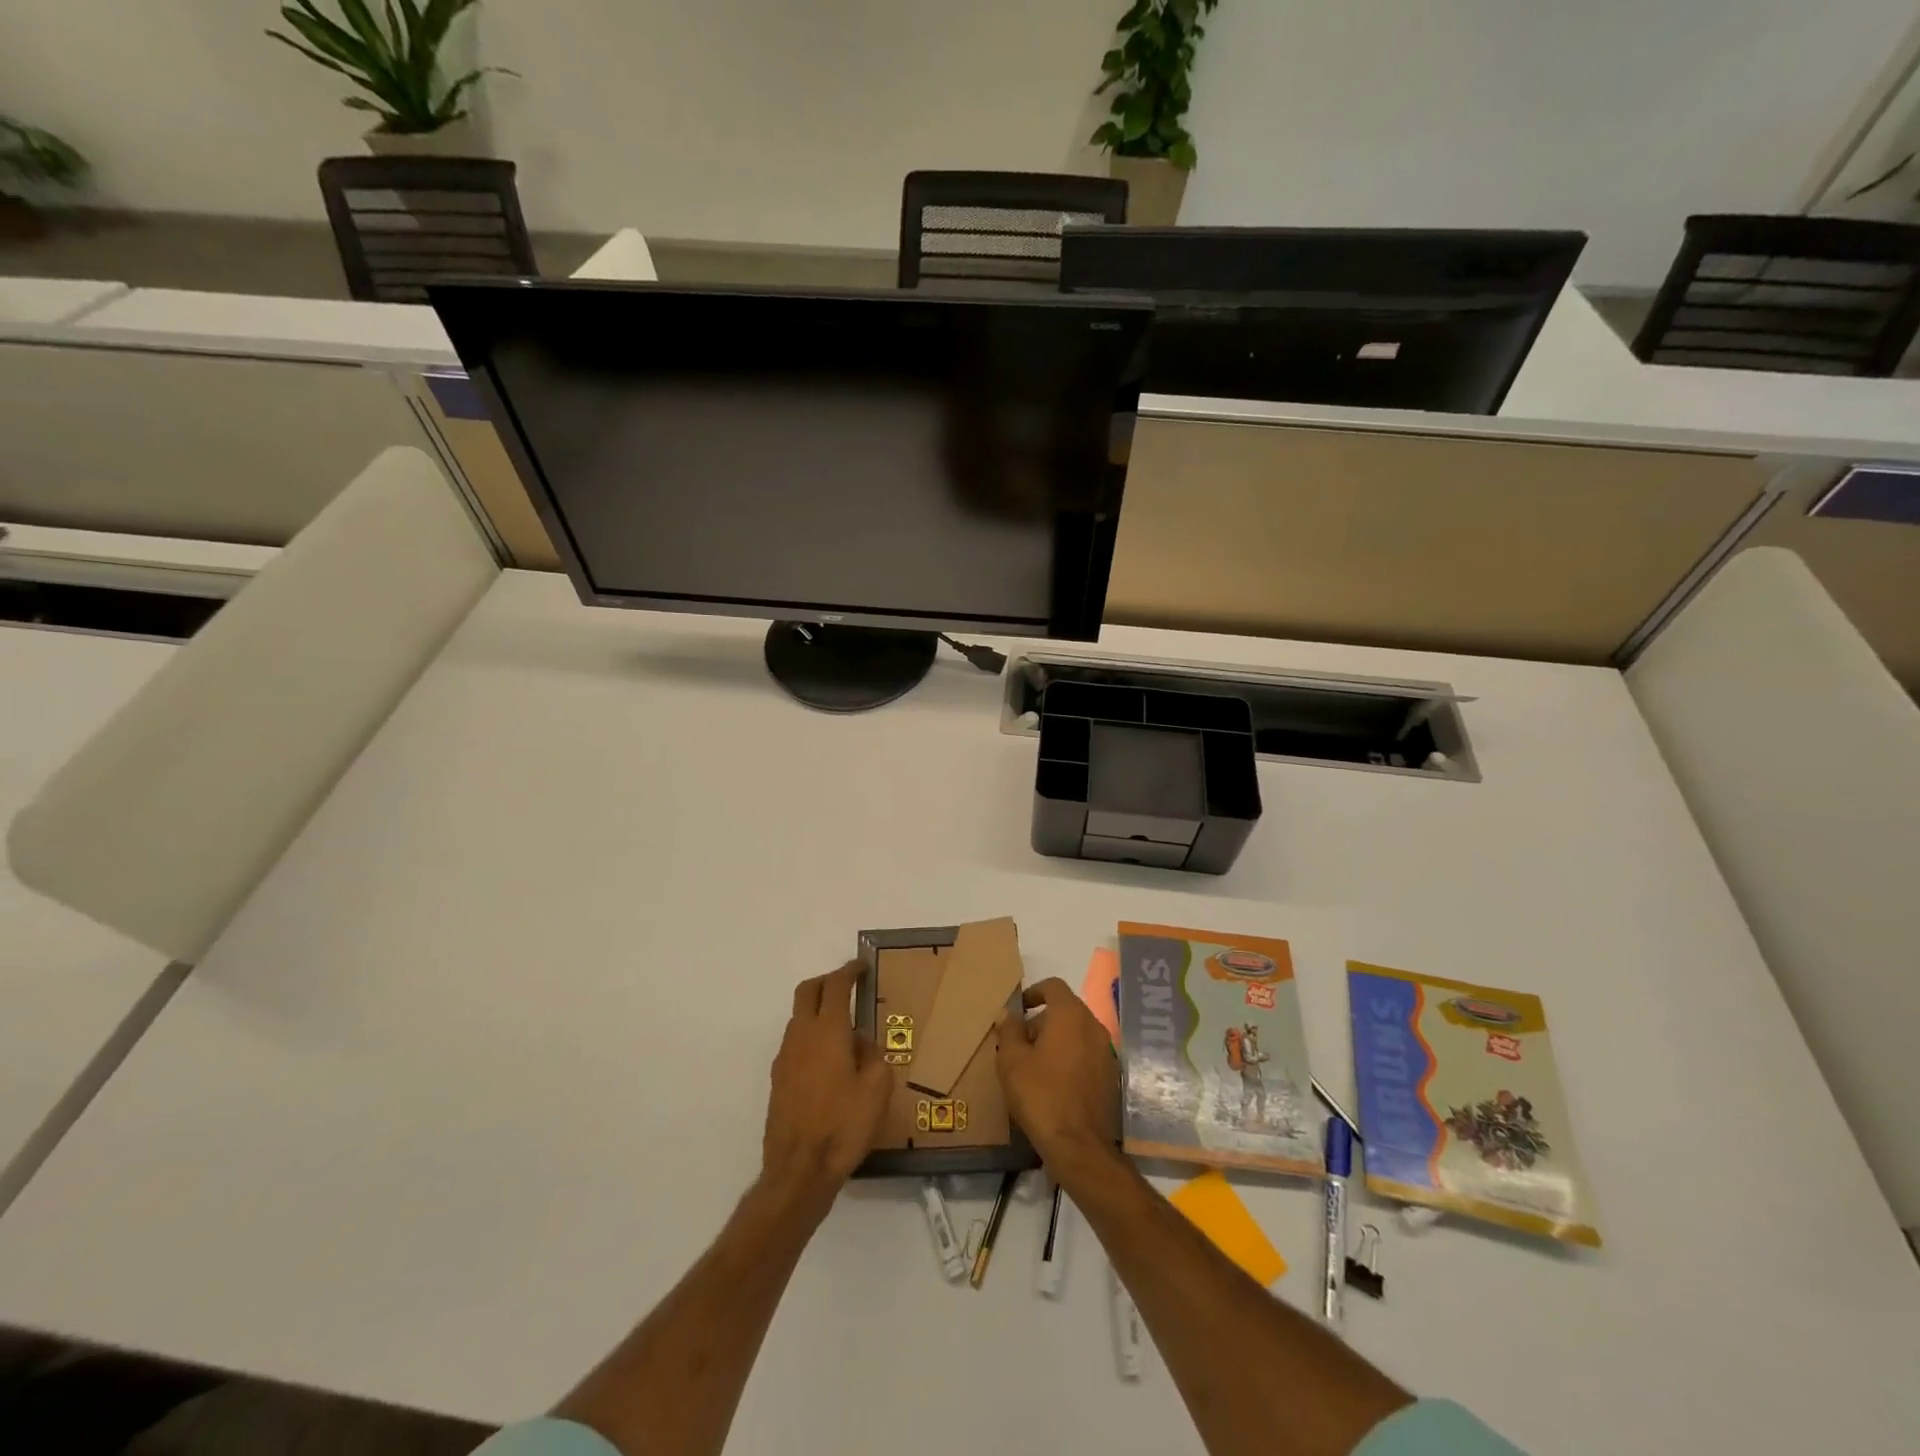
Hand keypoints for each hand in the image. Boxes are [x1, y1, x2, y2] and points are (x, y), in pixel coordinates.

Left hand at [762, 962, 891, 1202]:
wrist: (799, 1170)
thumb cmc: (844, 1125)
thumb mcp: (877, 1088)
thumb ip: (873, 1055)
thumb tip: (861, 1043)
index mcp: (828, 1031)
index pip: (835, 985)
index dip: (849, 971)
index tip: (861, 967)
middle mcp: (801, 1036)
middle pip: (808, 991)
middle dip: (827, 981)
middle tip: (847, 985)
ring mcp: (785, 1057)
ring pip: (798, 1017)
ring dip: (817, 1011)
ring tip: (843, 1030)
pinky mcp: (777, 1079)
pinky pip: (795, 1043)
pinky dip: (810, 1036)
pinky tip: (828, 1061)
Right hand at [994, 978, 1120, 1181]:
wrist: (1079, 1146)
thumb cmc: (1041, 1095)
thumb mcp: (1012, 1061)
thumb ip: (1009, 1031)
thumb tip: (1008, 1014)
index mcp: (1070, 1015)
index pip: (1054, 986)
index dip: (1034, 991)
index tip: (1020, 1008)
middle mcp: (1093, 1026)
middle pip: (1066, 1010)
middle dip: (1042, 1020)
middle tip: (1020, 1043)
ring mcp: (1107, 1052)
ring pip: (1077, 1033)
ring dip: (1057, 1040)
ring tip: (1034, 1065)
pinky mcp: (1112, 1076)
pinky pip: (1087, 1054)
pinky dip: (1070, 1058)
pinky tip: (1054, 1083)